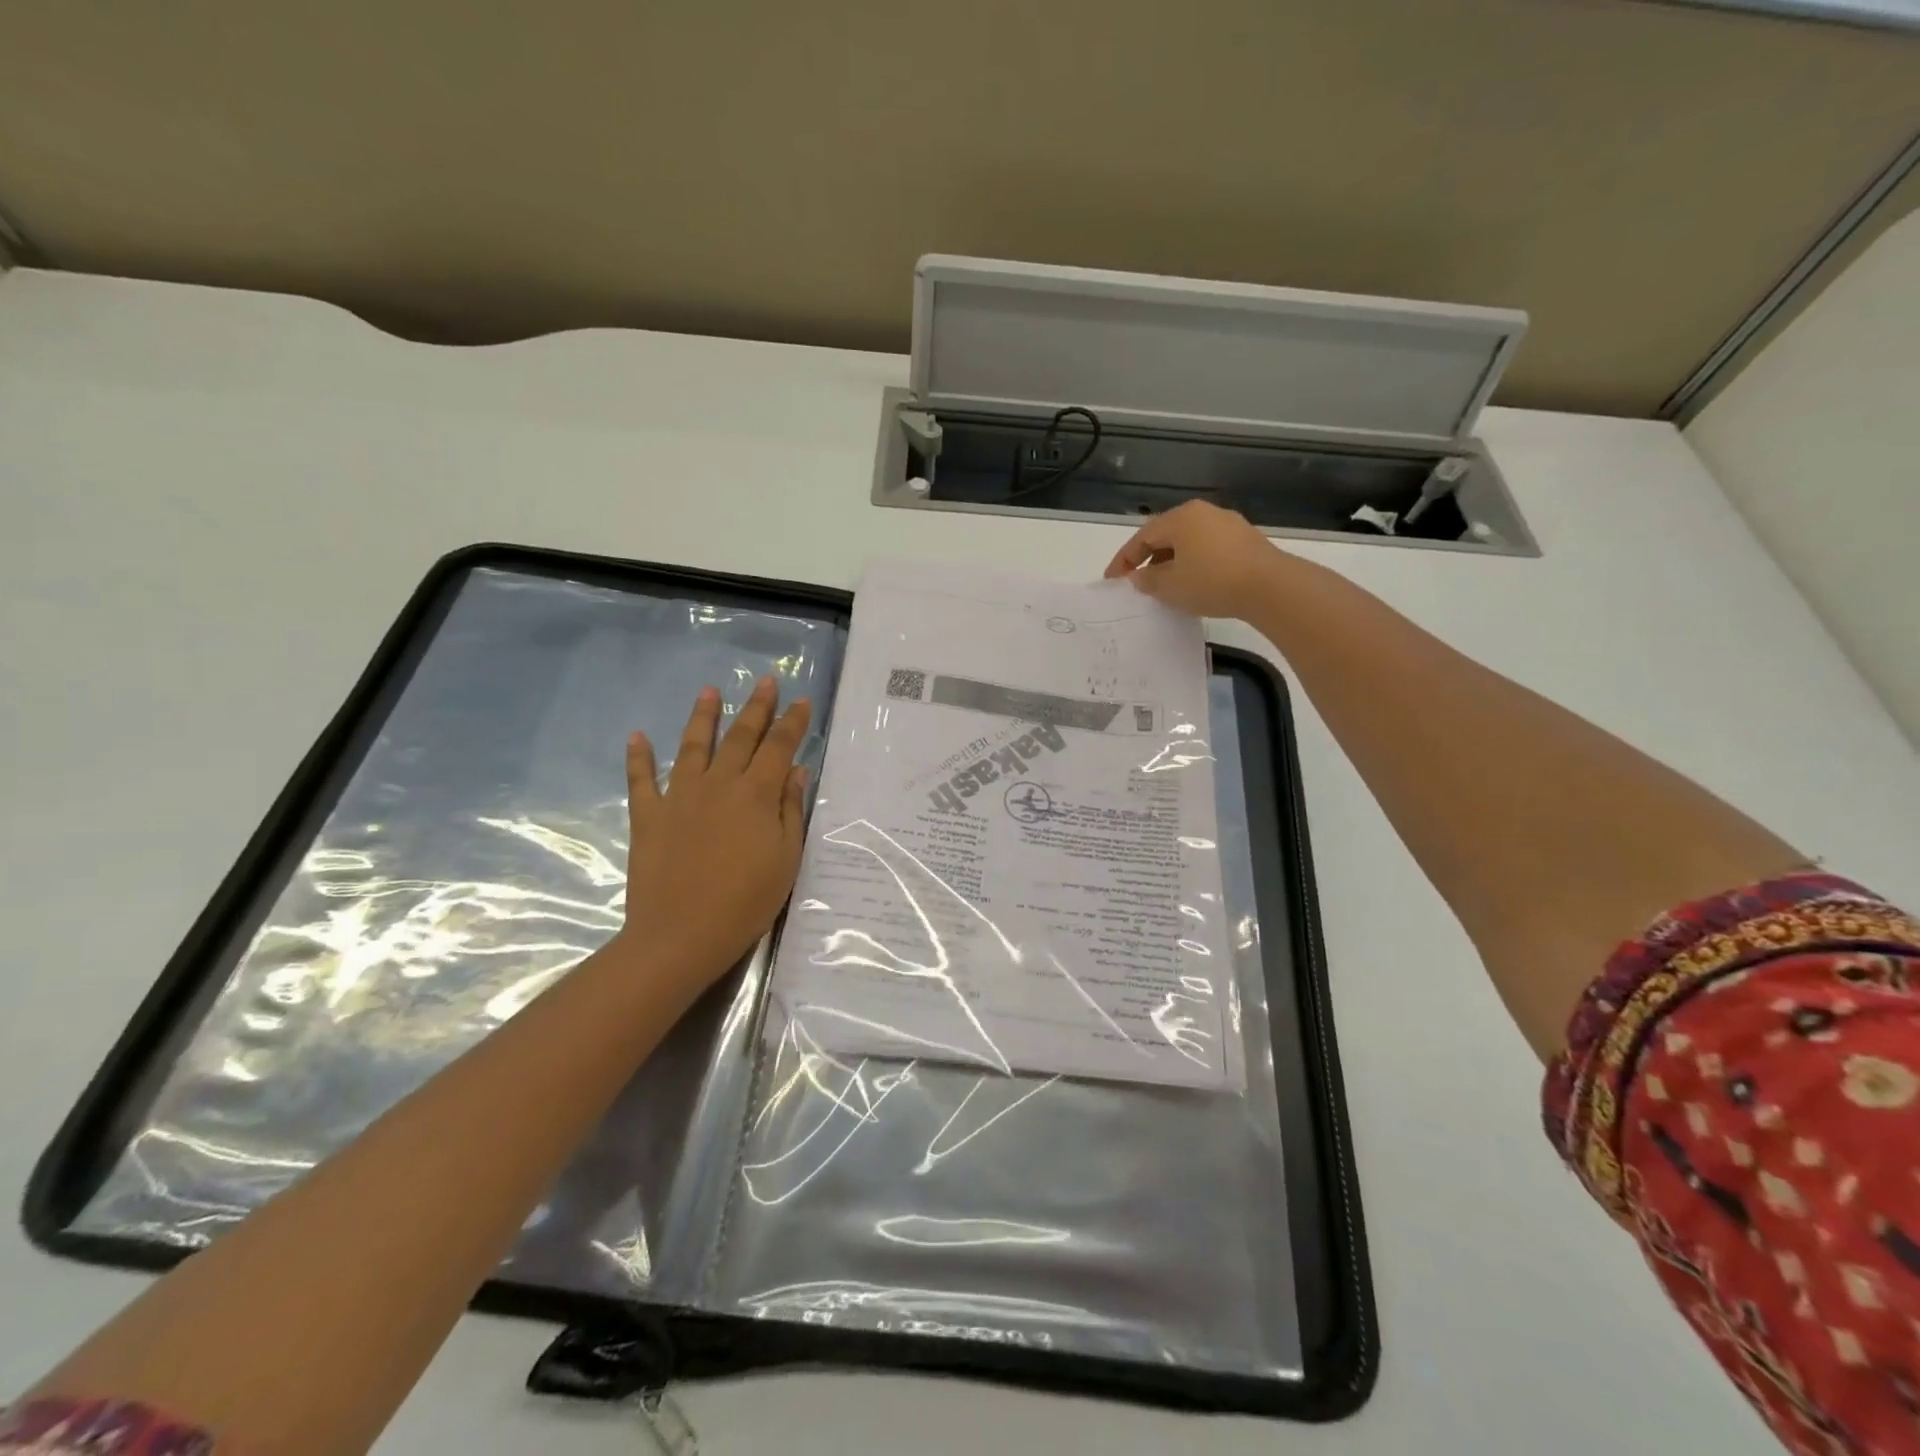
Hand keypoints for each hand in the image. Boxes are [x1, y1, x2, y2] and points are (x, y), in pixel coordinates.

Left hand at [619, 677, 811, 985]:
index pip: (779, 747)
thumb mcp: (785, 858)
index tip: (802, 701)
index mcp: (756, 794)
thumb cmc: (745, 901)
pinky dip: (638, 757)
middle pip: (740, 736)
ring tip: (708, 691)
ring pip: (693, 746)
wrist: (680, 935)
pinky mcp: (648, 815)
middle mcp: (718, 784)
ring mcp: (679, 797)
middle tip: (765, 681)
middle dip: (756, 707)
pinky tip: (637, 736)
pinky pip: (641, 780)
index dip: (793, 723)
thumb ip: (789, 809)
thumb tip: (795, 769)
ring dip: (702, 716)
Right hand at [1103, 500, 1284, 619]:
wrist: (1270, 587)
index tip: (1112, 580)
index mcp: (1180, 518)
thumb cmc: (1211, 582)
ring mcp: (1227, 524)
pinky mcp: (1245, 540)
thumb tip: (1138, 577)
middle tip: (1136, 581)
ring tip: (1164, 584)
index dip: (1123, 560)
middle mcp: (1203, 513)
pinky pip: (1208, 548)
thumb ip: (1148, 580)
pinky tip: (1193, 582)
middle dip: (1147, 558)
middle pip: (1165, 535)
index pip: (1141, 537)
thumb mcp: (1170, 586)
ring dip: (1171, 561)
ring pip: (1188, 541)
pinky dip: (1193, 563)